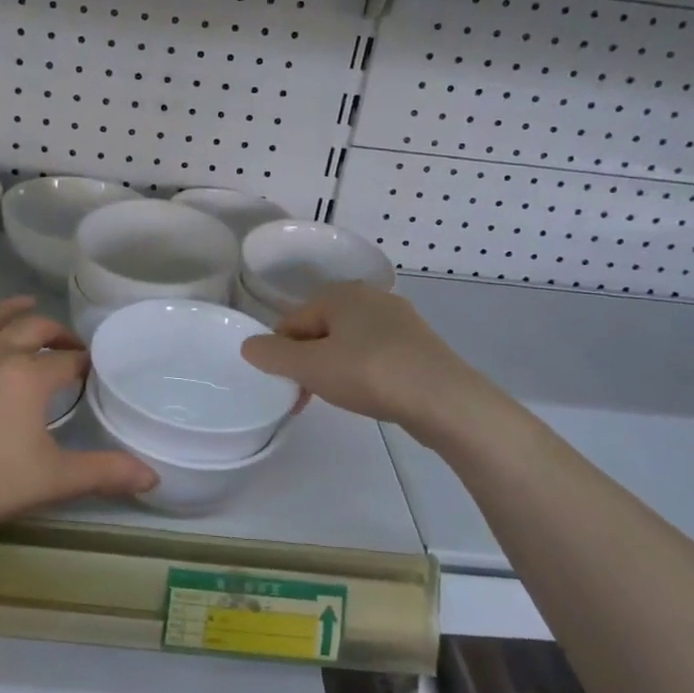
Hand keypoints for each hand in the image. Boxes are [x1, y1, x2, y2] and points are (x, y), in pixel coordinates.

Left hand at [0, 298, 154, 540]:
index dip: (85, 364)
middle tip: (70, 347)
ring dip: (17, 312)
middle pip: (35, 329)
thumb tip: (153, 477)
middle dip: (58, 334)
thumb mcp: (52, 481)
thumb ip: (105, 474)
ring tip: (29, 306)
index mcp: (30, 375)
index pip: (68, 360)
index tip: (93, 372)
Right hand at [240, 283, 482, 429]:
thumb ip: (273, 355)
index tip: (287, 389)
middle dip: (308, 362)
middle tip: (308, 397)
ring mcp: (399, 320)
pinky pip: (375, 354)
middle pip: (320, 330)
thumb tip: (249, 346)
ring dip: (334, 368)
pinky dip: (363, 371)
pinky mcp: (418, 344)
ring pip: (348, 343)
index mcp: (341, 293)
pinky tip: (369, 394)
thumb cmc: (370, 374)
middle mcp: (370, 297)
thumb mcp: (311, 367)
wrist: (444, 399)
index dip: (281, 355)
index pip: (292, 322)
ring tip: (339, 398)